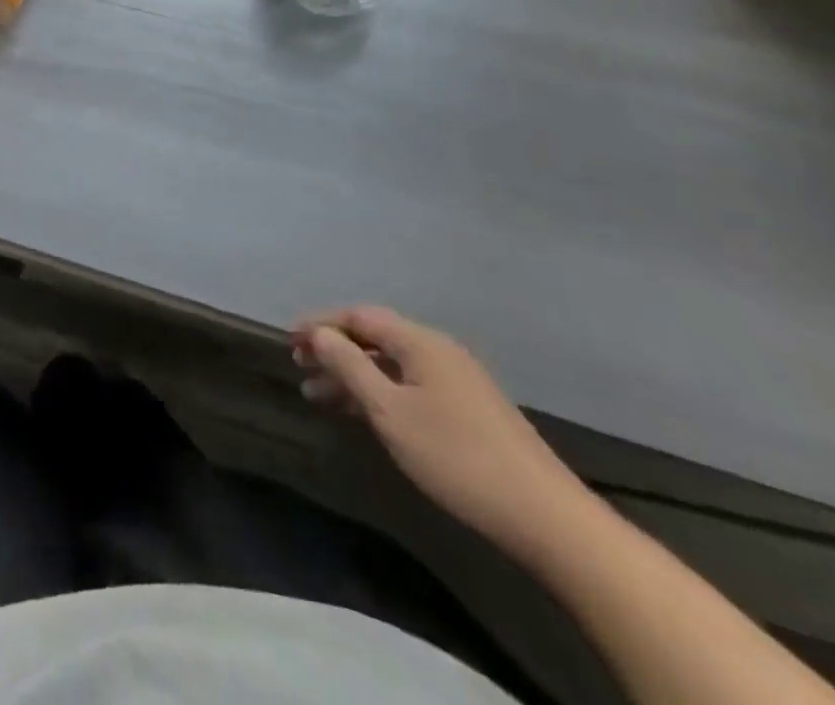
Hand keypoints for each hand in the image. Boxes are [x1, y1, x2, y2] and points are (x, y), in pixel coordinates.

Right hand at [292, 306, 589, 562]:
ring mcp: (457, 381)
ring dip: (352, 374)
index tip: (289, 341)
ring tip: (317, 395)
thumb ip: (349, 365)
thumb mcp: (389, 410)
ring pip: (390, 364)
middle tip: (299, 366)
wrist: (545, 518)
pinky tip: (361, 412)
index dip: (320, 324)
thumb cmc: (456, 456)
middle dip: (333, 349)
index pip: (358, 316)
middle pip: (374, 337)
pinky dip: (377, 391)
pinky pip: (408, 385)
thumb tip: (320, 333)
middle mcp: (439, 351)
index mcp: (420, 342)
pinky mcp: (468, 409)